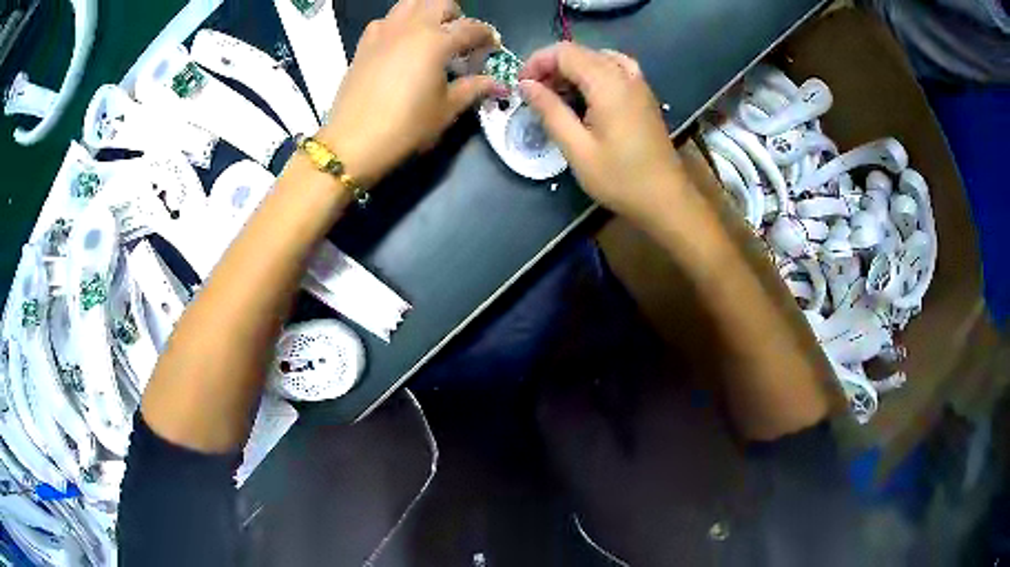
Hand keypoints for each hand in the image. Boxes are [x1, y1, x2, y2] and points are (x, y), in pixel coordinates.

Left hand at [318, 0, 504, 185]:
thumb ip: (473, 89)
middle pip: (440, 3)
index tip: (492, 49)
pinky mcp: (364, 44)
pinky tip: (400, 44)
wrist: (352, 142)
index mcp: (436, 41)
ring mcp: (383, 32)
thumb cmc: (405, 127)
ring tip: (430, 34)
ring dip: (426, 12)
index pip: (471, 28)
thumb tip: (498, 84)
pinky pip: (385, 20)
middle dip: (456, 15)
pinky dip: (398, 24)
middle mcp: (411, 27)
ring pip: (410, 3)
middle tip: (459, 39)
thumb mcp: (446, 110)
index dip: (487, 37)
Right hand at [519, 43, 688, 224]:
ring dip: (572, 69)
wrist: (666, 199)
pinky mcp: (644, 95)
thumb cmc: (620, 178)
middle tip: (534, 94)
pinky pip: (615, 67)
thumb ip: (550, 111)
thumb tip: (525, 85)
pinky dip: (594, 72)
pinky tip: (587, 92)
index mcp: (607, 84)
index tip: (521, 86)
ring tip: (557, 94)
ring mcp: (638, 83)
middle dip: (551, 66)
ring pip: (597, 57)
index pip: (564, 52)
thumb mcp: (577, 149)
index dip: (537, 62)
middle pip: (580, 52)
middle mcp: (624, 75)